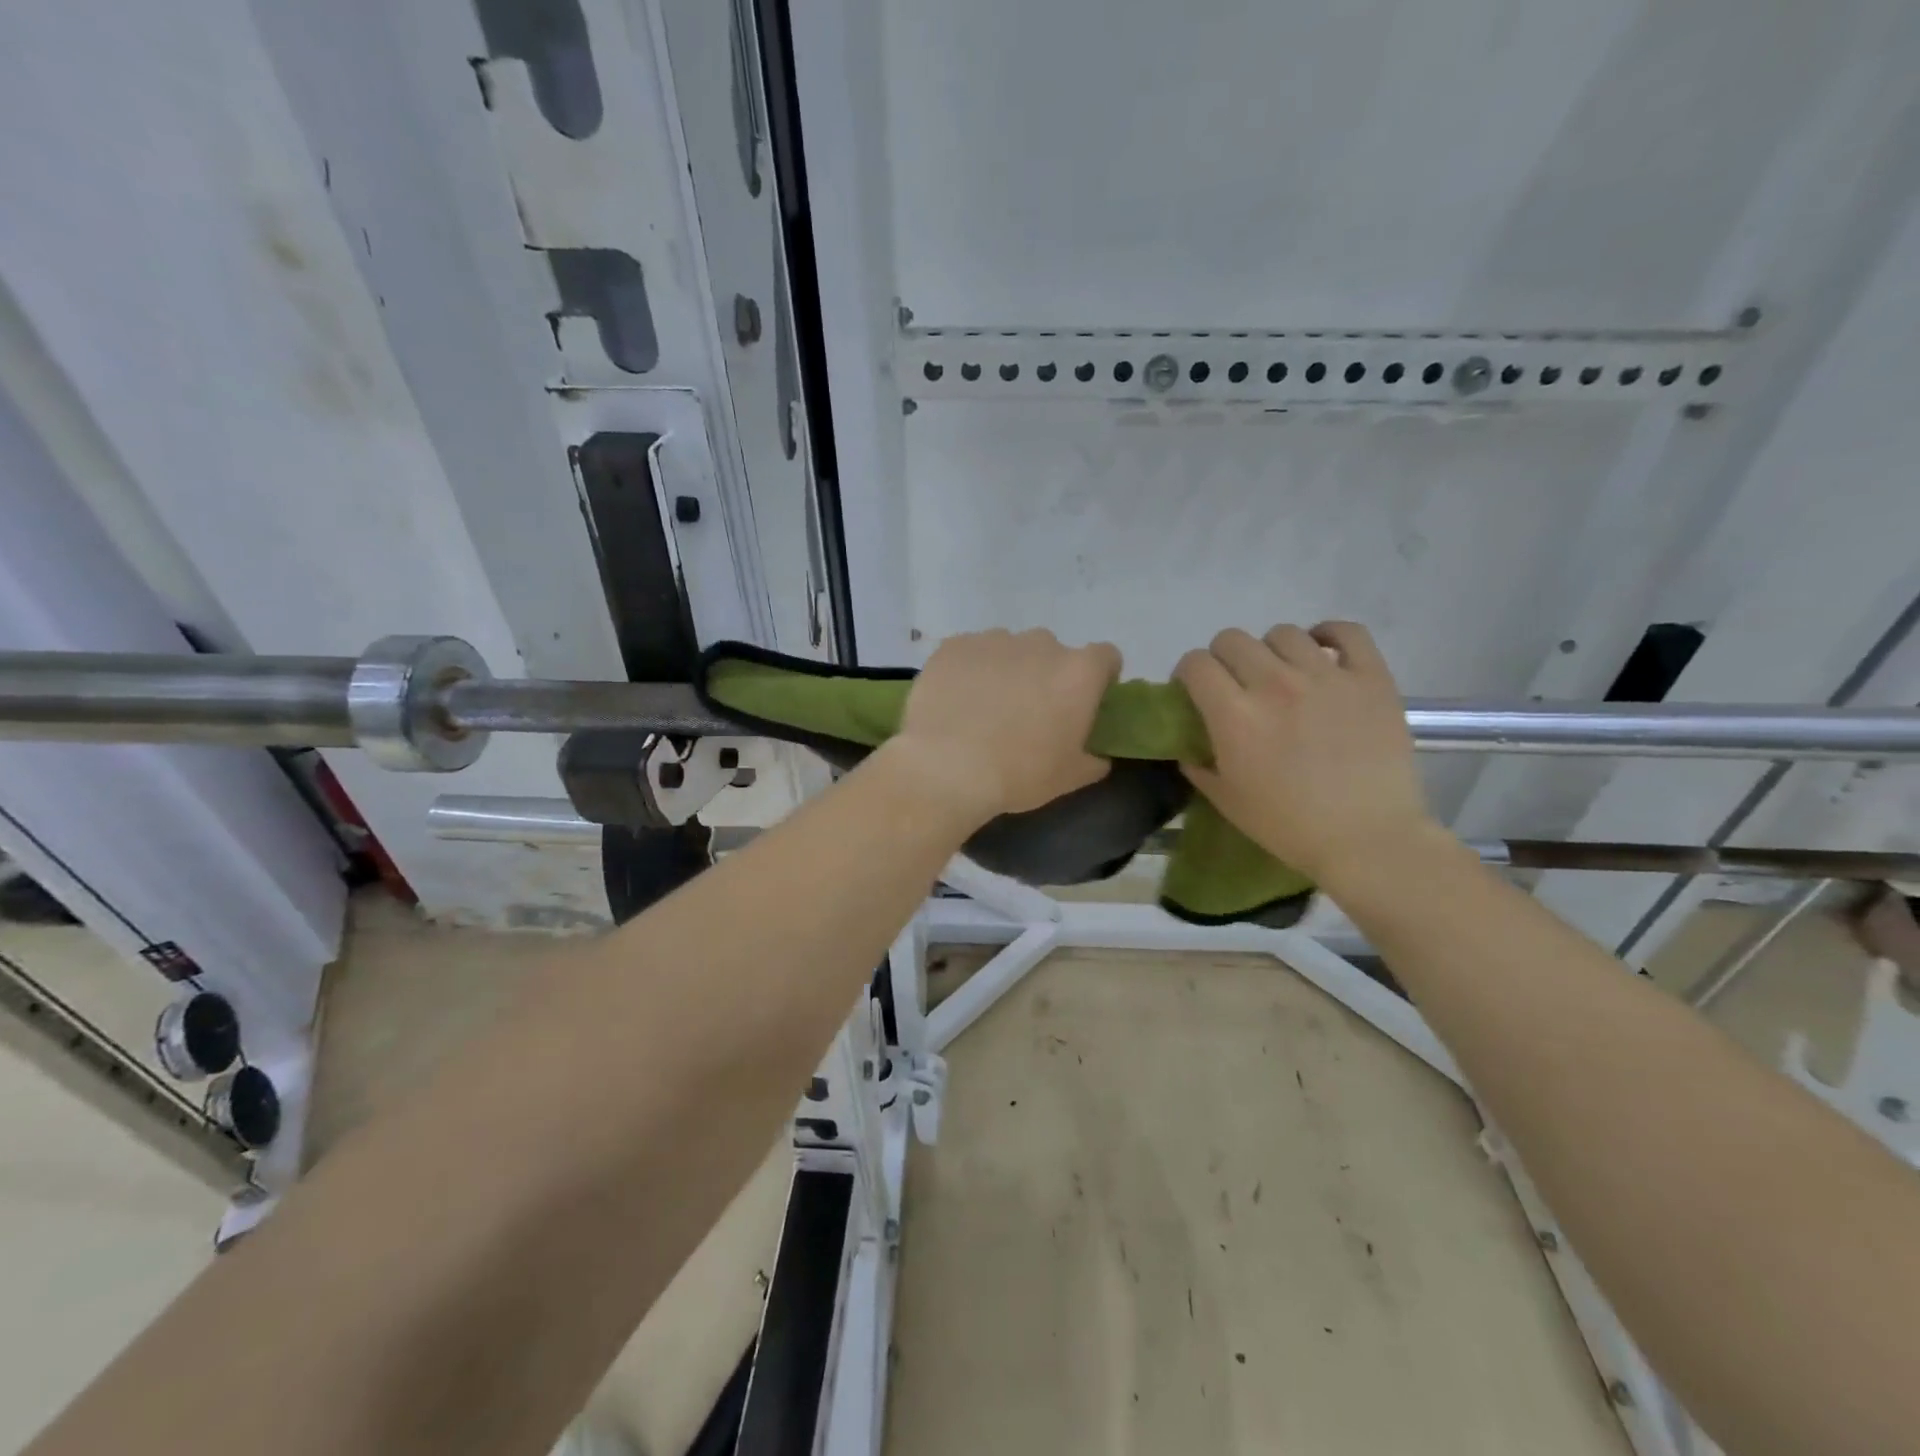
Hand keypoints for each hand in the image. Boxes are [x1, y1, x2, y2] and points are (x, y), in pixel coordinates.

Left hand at [894, 628, 1119, 821]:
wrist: (946, 767)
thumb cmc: (1018, 774)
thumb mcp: (1069, 778)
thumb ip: (1093, 760)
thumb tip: (1098, 756)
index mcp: (1078, 673)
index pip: (1105, 657)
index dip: (1098, 677)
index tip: (1083, 702)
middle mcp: (1041, 644)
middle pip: (1052, 652)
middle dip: (1045, 675)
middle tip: (1028, 712)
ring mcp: (994, 640)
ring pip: (1009, 650)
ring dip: (1006, 670)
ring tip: (985, 708)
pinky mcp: (954, 646)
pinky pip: (970, 653)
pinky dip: (969, 670)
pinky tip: (955, 701)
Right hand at [1176, 623, 1440, 885]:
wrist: (1368, 840)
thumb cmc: (1289, 826)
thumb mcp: (1226, 801)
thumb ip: (1199, 765)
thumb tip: (1190, 744)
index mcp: (1234, 714)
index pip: (1195, 664)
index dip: (1188, 674)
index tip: (1194, 691)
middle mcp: (1275, 683)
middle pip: (1232, 640)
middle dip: (1223, 659)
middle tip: (1235, 685)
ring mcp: (1326, 676)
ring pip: (1283, 634)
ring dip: (1271, 651)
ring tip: (1282, 675)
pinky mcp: (1370, 678)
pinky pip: (1347, 632)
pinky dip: (1329, 635)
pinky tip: (1323, 652)